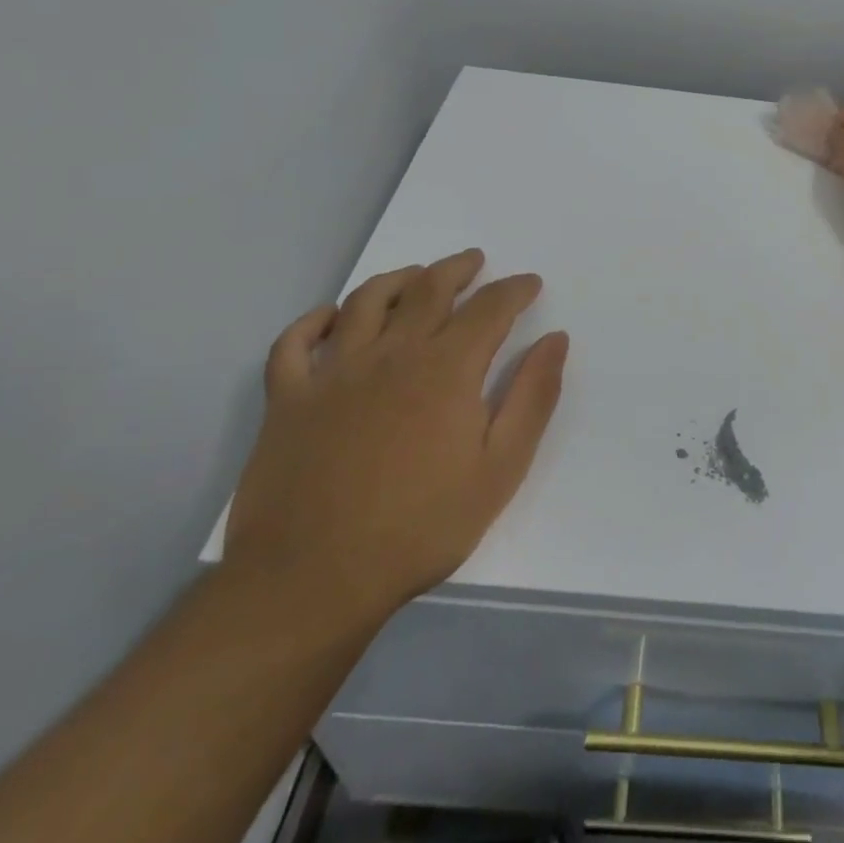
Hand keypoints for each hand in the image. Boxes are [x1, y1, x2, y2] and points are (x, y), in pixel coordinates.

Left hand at [224, 250, 565, 632]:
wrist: (312, 580)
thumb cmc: (420, 526)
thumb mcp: (500, 468)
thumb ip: (532, 397)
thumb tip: (556, 340)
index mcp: (446, 368)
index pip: (490, 308)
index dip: (514, 289)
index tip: (530, 283)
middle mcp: (391, 354)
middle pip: (428, 289)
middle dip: (457, 269)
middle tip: (474, 262)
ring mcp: (333, 373)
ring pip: (365, 301)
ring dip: (396, 279)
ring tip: (414, 276)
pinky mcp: (288, 400)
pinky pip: (294, 344)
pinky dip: (312, 321)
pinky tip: (330, 318)